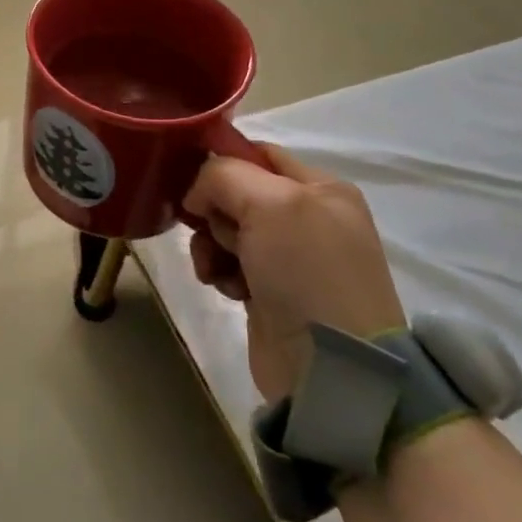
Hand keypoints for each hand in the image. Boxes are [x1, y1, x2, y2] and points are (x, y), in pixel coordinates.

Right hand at [183, 143, 404, 403]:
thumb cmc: (306, 272)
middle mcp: (308, 217)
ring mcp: (289, 258)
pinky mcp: (271, 292)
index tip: (191, 179)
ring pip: (225, 229)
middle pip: (236, 192)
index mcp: (321, 187)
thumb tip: (197, 193)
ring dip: (210, 244)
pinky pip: (228, 264)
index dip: (222, 161)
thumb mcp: (269, 205)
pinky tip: (225, 289)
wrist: (331, 368)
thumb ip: (224, 176)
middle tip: (213, 230)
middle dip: (213, 209)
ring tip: (215, 267)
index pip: (258, 154)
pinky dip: (219, 272)